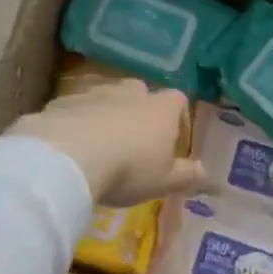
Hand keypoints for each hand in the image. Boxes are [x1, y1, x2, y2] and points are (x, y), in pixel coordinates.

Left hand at [7, 79, 203, 208]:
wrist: (68, 157)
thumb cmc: (128, 169)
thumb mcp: (164, 181)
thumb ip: (188, 175)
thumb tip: (208, 172)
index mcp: (160, 108)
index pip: (179, 99)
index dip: (179, 118)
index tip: (173, 141)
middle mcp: (131, 92)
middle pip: (141, 92)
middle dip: (140, 111)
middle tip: (135, 141)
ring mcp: (96, 92)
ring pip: (107, 97)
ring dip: (107, 114)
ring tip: (101, 144)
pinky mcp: (65, 100)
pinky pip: (77, 107)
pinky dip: (78, 120)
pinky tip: (71, 145)